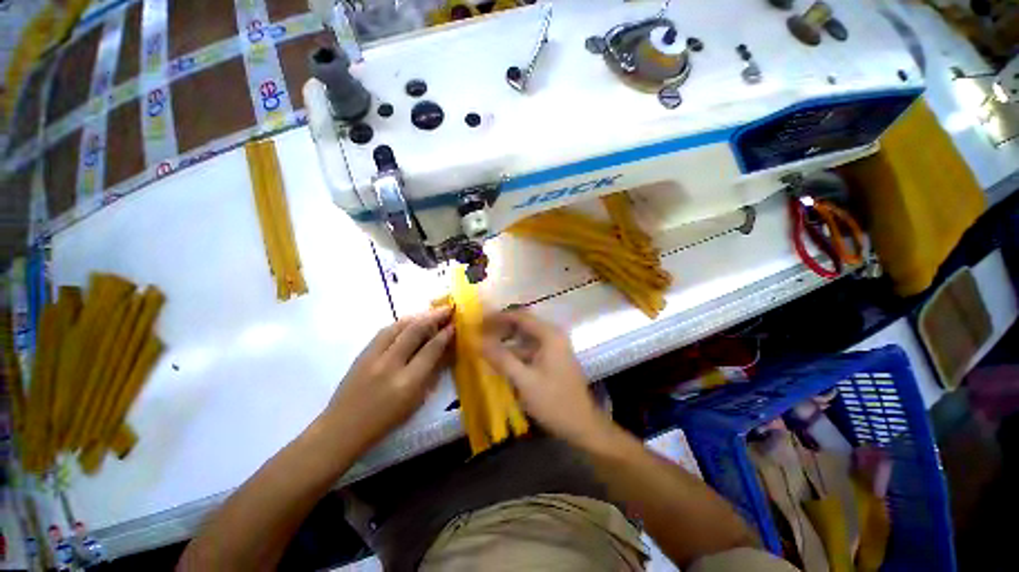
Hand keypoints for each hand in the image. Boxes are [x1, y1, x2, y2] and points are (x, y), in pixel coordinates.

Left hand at [323, 307, 453, 453]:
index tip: (455, 324)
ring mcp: (373, 357)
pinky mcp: (362, 353)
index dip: (445, 334)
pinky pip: (385, 331)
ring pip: (398, 326)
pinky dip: (402, 323)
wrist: (343, 428)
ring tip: (431, 312)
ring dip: (418, 316)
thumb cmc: (386, 420)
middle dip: (434, 317)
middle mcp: (390, 364)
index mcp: (407, 382)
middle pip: (415, 331)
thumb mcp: (416, 401)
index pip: (431, 349)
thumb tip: (444, 350)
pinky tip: (410, 321)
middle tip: (448, 309)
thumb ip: (432, 373)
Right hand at [480, 310, 609, 446]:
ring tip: (486, 346)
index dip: (498, 317)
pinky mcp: (553, 359)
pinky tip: (501, 360)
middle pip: (523, 324)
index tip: (478, 322)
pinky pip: (530, 349)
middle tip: (480, 334)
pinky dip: (515, 352)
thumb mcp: (524, 380)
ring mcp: (554, 348)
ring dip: (507, 341)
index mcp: (550, 335)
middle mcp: (553, 336)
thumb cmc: (554, 402)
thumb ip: (500, 358)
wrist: (582, 426)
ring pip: (526, 338)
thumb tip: (477, 341)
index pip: (520, 316)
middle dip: (501, 328)